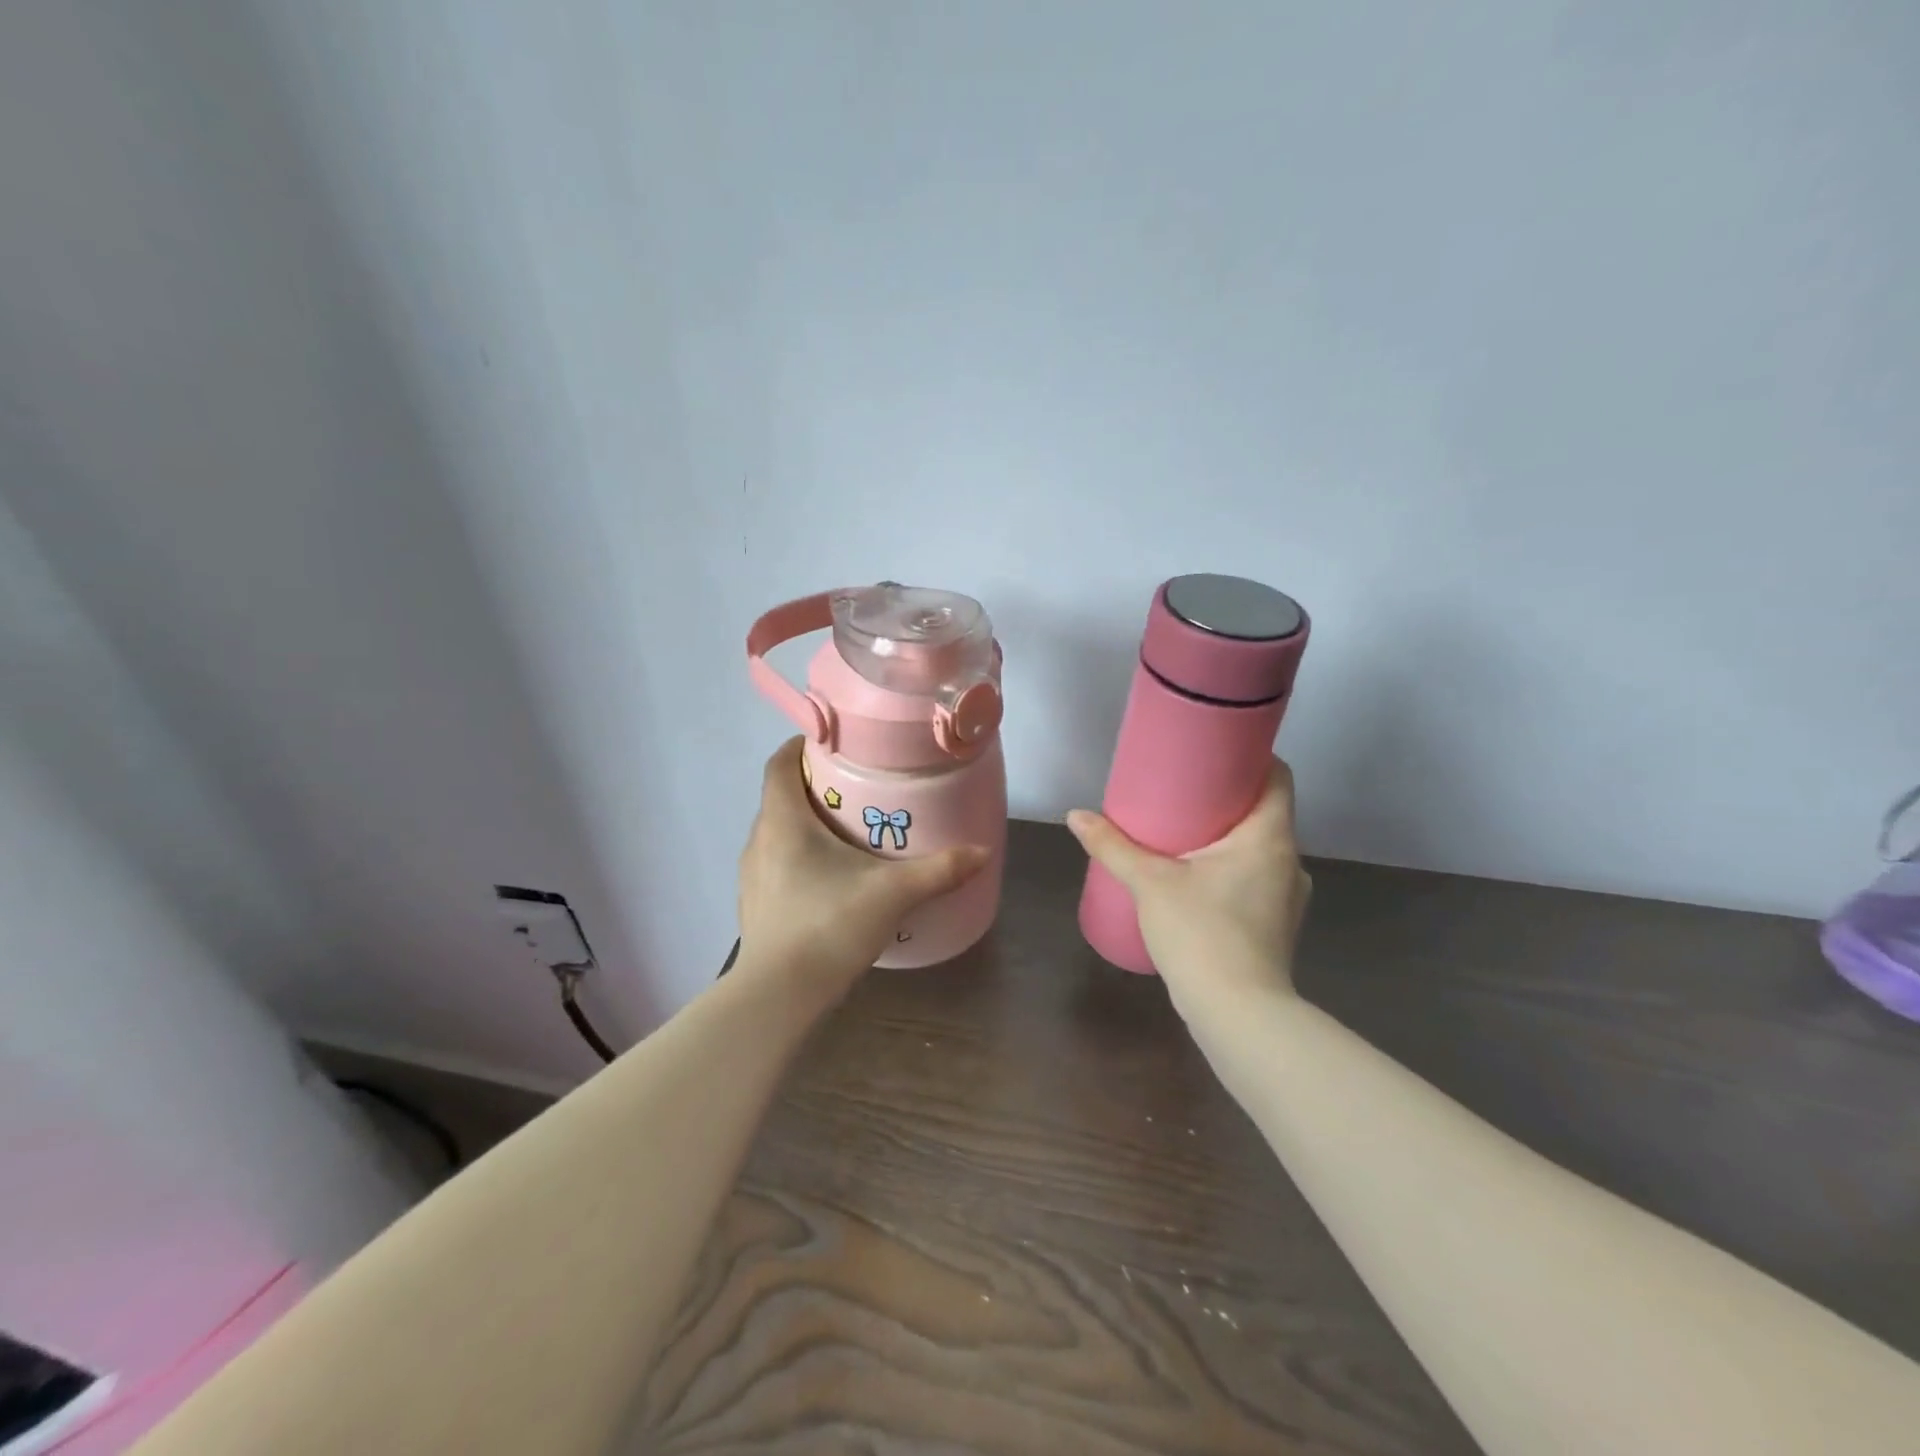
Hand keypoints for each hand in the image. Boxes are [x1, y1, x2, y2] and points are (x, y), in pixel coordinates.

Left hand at [736, 738, 989, 997]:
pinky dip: (800, 858)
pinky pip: (777, 864)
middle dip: (815, 787)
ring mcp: (752, 876)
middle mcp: (759, 840)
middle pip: (781, 797)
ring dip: (806, 825)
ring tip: (848, 833)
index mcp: (783, 820)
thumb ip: (940, 869)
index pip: (780, 764)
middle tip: (857, 789)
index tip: (833, 745)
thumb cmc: (829, 925)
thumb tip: (983, 851)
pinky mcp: (756, 906)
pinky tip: (831, 880)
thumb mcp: (893, 893)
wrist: (779, 996)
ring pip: (778, 833)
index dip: (801, 746)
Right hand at [1067, 758, 1311, 1014]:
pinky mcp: (1278, 925)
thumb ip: (1113, 846)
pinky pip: (1257, 879)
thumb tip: (1075, 816)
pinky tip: (1198, 881)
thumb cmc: (1202, 932)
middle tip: (1184, 791)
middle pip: (1265, 811)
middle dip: (1227, 799)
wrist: (1238, 1013)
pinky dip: (1232, 869)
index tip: (1215, 752)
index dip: (1251, 757)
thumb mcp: (1150, 883)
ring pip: (1260, 849)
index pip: (1278, 776)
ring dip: (1229, 838)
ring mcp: (1289, 897)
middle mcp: (1289, 860)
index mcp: (1269, 836)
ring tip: (1185, 836)